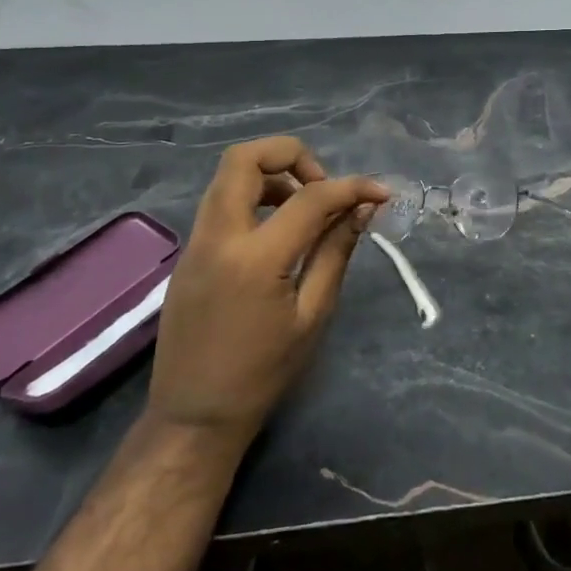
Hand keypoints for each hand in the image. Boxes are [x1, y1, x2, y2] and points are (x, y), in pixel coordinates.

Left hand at [149, 137, 388, 450]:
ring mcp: (195, 243)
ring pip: (228, 177)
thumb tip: (363, 209)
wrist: (193, 416)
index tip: (381, 193)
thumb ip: (336, 252)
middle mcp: (217, 237)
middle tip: (323, 187)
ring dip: (272, 175)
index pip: (309, 197)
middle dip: (292, 155)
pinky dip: (254, 198)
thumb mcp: (312, 315)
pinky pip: (221, 203)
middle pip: (244, 158)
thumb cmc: (262, 373)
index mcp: (254, 258)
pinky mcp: (189, 254)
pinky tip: (279, 232)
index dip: (352, 186)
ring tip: (305, 210)